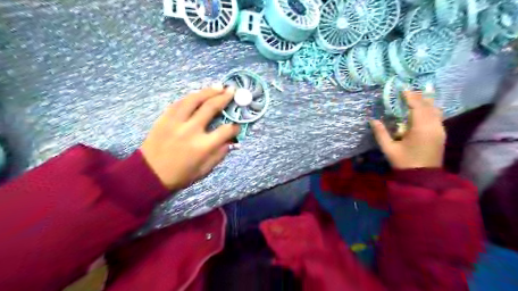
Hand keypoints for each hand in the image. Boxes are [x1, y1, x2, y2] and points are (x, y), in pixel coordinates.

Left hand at [140, 84, 238, 190]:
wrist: (148, 174)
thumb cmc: (179, 175)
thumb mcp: (204, 170)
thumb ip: (219, 154)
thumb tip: (230, 142)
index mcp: (203, 146)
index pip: (225, 131)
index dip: (235, 127)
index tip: (237, 125)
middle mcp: (191, 130)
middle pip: (211, 108)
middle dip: (224, 98)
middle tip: (232, 91)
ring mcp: (176, 122)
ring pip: (194, 100)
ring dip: (208, 91)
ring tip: (218, 86)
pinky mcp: (164, 118)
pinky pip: (179, 102)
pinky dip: (190, 97)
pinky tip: (198, 94)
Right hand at [370, 90, 446, 167]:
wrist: (423, 177)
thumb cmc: (404, 162)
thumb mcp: (389, 149)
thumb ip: (380, 133)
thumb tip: (373, 120)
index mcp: (421, 128)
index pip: (417, 106)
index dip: (410, 96)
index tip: (402, 89)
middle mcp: (434, 126)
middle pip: (428, 105)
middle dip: (418, 96)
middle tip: (408, 91)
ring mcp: (440, 130)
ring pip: (435, 110)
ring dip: (425, 101)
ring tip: (416, 96)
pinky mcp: (441, 134)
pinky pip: (437, 116)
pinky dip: (430, 109)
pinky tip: (424, 108)